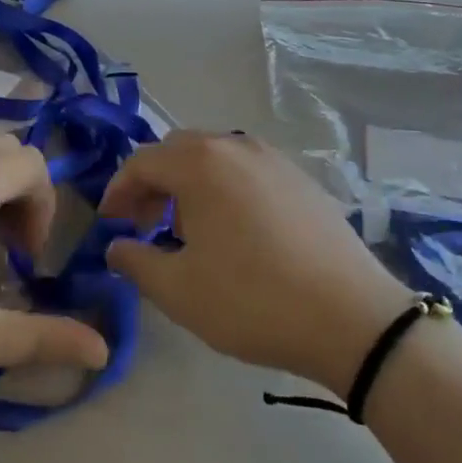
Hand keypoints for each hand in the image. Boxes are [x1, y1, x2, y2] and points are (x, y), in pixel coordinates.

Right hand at [100, 132, 413, 395]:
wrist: (351, 316)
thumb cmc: (253, 300)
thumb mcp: (180, 291)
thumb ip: (136, 262)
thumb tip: (116, 246)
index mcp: (200, 162)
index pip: (141, 161)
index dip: (118, 191)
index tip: (109, 224)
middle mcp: (234, 145)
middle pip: (177, 152)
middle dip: (152, 185)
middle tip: (144, 226)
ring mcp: (272, 158)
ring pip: (213, 158)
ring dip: (188, 186)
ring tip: (187, 231)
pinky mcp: (300, 178)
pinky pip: (245, 171)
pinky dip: (223, 189)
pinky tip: (232, 232)